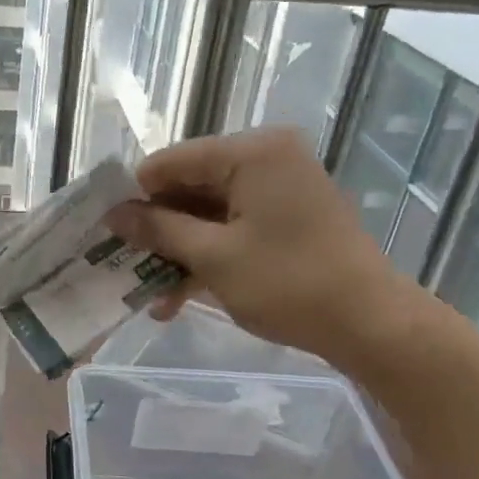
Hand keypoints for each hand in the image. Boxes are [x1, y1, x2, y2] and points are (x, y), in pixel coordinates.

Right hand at [105, 127, 428, 369]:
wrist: (372, 325)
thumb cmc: (289, 284)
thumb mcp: (213, 257)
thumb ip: (159, 228)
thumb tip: (114, 213)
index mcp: (251, 153)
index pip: (172, 161)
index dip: (135, 195)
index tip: (106, 231)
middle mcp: (267, 158)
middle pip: (189, 185)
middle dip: (157, 230)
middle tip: (125, 266)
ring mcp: (280, 187)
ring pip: (209, 211)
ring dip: (179, 250)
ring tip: (152, 296)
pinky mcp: (288, 215)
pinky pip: (233, 225)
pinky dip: (208, 255)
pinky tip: (180, 296)